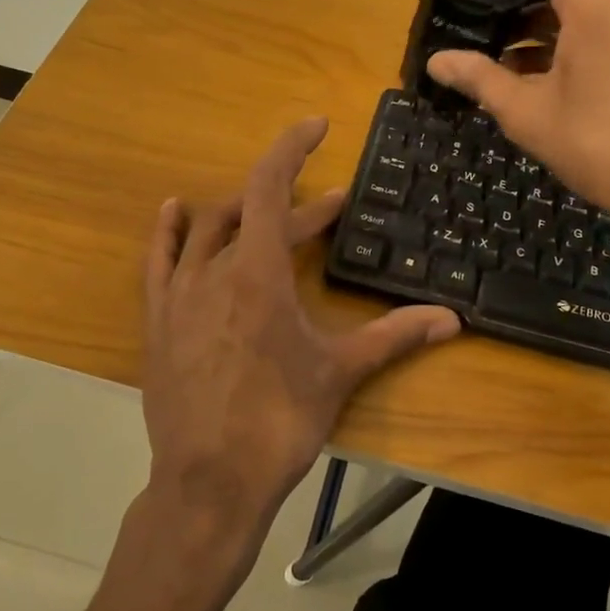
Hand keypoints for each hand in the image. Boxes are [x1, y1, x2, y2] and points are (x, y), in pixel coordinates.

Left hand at [141, 117, 459, 544]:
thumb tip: (451, 318)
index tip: (315, 126)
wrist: (208, 484)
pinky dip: (168, 230)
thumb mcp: (339, 372)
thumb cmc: (279, 421)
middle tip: (332, 208)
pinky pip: (157, 260)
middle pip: (251, 213)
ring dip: (243, 214)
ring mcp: (178, 295)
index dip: (291, 148)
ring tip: (272, 212)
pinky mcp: (158, 321)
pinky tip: (174, 209)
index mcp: (258, 274)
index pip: (270, 187)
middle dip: (295, 205)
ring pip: (207, 230)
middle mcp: (213, 270)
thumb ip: (394, 336)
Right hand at [426, 0, 609, 352]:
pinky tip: (537, 67)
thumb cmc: (599, 148)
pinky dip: (566, 30)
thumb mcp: (528, 114)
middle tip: (474, 7)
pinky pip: (603, 17)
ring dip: (538, 14)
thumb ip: (479, 79)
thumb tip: (437, 62)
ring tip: (498, 47)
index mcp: (596, 1)